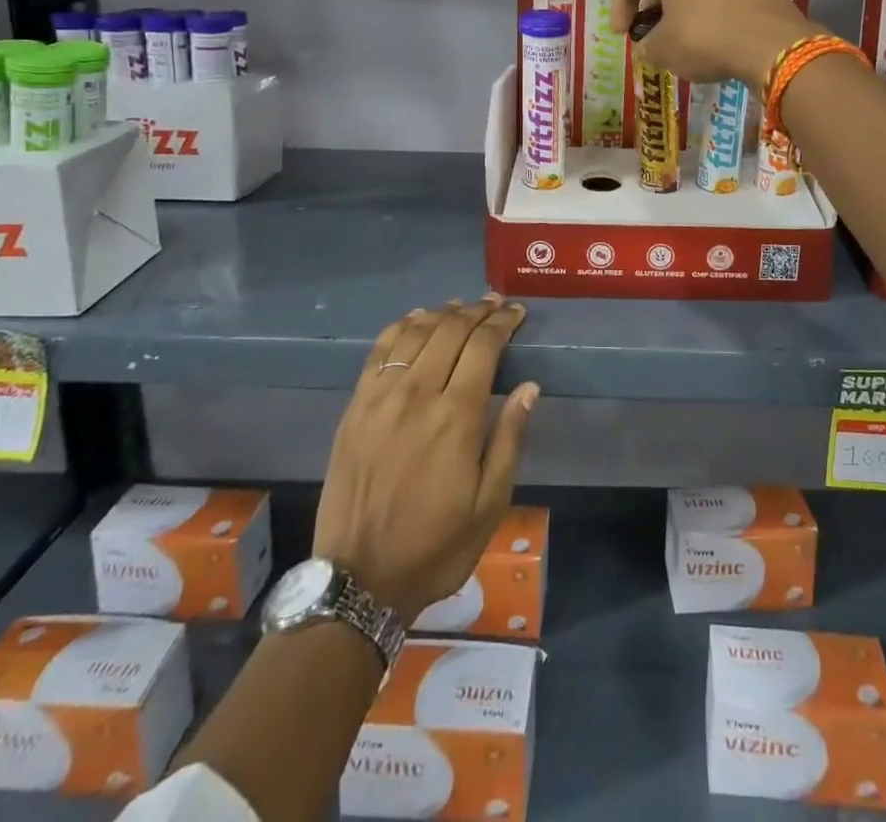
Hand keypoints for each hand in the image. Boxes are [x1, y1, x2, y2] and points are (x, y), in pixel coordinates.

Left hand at [314, 298, 538, 625]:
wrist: (358, 579)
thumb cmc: (436, 546)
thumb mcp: (490, 504)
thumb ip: (509, 438)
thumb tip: (530, 387)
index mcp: (456, 417)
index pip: (483, 346)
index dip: (502, 323)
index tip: (516, 313)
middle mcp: (417, 394)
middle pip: (450, 331)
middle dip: (477, 311)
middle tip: (495, 305)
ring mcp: (380, 397)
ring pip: (415, 333)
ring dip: (442, 313)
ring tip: (461, 307)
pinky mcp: (355, 407)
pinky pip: (379, 351)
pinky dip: (401, 327)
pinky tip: (415, 320)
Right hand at [611, 0, 822, 88]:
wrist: (772, 44)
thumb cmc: (703, 35)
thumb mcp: (660, 47)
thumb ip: (646, 43)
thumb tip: (650, 45)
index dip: (620, 5)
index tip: (622, 34)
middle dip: (652, 2)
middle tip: (647, 32)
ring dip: (679, 3)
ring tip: (674, 35)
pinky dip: (705, 6)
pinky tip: (705, 34)